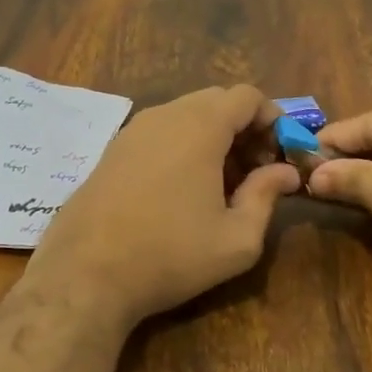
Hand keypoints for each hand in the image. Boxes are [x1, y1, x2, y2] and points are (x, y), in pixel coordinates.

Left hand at [23, 86, 300, 331]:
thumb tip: (285, 173)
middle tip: (255, 171)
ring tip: (221, 184)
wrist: (85, 275)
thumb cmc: (170, 255)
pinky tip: (182, 190)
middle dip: (244, 128)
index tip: (280, 155)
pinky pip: (160, 132)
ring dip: (213, 137)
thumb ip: (267, 197)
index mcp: (199, 126)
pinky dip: (182, 145)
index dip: (272, 119)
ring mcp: (133, 130)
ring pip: (185, 115)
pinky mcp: (111, 150)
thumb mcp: (236, 238)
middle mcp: (164, 115)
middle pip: (217, 100)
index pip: (247, 96)